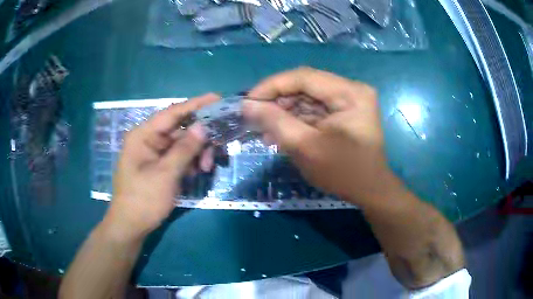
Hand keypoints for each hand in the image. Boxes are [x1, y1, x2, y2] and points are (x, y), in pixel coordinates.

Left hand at [104, 94, 218, 240]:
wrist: (131, 226)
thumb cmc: (143, 200)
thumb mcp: (165, 174)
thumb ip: (185, 149)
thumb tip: (203, 126)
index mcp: (143, 135)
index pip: (172, 112)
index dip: (196, 104)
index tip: (217, 98)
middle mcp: (149, 139)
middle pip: (180, 129)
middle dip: (201, 138)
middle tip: (219, 147)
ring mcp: (155, 153)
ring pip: (183, 144)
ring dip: (198, 153)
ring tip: (207, 168)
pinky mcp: (160, 165)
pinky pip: (180, 156)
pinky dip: (191, 162)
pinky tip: (199, 171)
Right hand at [243, 67, 392, 202]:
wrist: (370, 191)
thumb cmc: (343, 172)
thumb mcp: (305, 147)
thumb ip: (275, 121)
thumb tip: (247, 105)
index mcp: (349, 93)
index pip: (303, 77)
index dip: (272, 86)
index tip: (248, 102)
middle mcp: (351, 90)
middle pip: (305, 85)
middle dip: (278, 101)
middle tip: (256, 118)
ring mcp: (349, 100)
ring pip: (308, 97)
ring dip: (286, 112)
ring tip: (266, 130)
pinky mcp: (345, 111)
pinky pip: (315, 109)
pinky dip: (297, 119)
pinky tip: (282, 132)